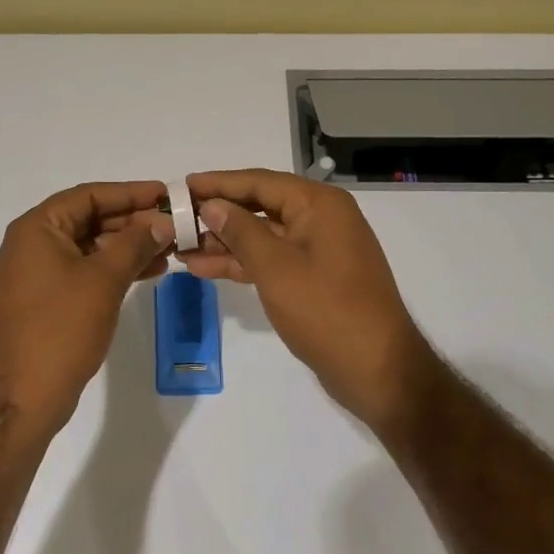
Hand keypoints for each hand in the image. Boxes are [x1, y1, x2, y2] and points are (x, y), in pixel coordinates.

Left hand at [0, 181, 173, 434]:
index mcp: (36, 228)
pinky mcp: (47, 299)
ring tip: (170, 248)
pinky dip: (114, 268)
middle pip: (89, 219)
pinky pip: (85, 270)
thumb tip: (161, 220)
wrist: (25, 395)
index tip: (166, 193)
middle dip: (132, 221)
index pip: (89, 196)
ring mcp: (37, 273)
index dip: (130, 193)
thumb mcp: (104, 279)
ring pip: (90, 246)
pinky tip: (148, 271)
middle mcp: (32, 244)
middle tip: (173, 223)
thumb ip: (135, 243)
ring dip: (128, 246)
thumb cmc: (62, 328)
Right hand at [182, 169, 440, 437]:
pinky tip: (204, 267)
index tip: (182, 186)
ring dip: (223, 241)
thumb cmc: (326, 310)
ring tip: (180, 247)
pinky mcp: (313, 277)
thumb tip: (212, 205)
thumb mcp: (276, 267)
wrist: (377, 370)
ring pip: (261, 235)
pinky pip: (270, 259)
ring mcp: (317, 249)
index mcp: (318, 204)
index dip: (218, 183)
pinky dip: (241, 262)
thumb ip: (241, 231)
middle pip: (259, 206)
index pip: (259, 182)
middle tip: (175, 219)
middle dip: (217, 214)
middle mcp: (320, 218)